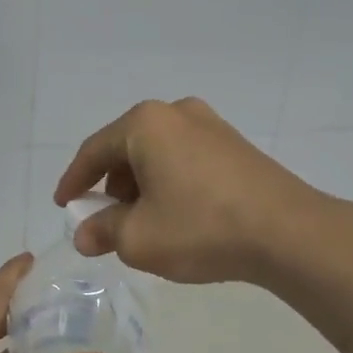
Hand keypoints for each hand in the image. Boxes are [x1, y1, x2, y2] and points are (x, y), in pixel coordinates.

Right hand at [54, 97, 323, 285]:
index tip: (63, 205)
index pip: (94, 151)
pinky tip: (175, 213)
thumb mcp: (139, 239)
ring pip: (157, 153)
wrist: (289, 233)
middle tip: (104, 219)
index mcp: (145, 124)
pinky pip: (184, 158)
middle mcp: (176, 113)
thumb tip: (84, 234)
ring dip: (140, 185)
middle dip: (110, 186)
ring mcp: (211, 125)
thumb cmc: (201, 228)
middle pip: (126, 148)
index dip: (74, 181)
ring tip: (141, 222)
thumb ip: (103, 232)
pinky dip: (168, 182)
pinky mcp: (235, 145)